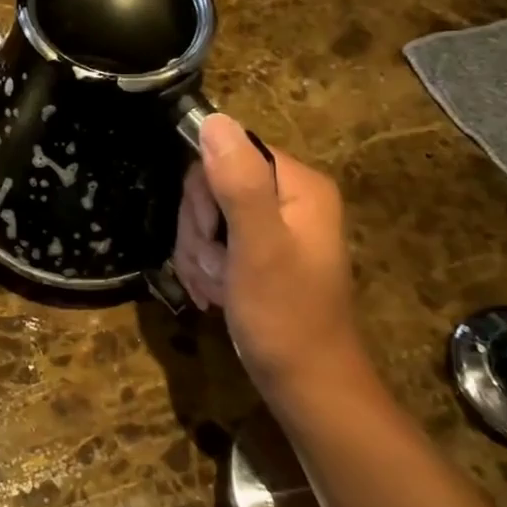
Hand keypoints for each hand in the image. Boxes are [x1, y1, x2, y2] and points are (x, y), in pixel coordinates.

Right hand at [173, 115, 373, 407]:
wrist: (307, 387)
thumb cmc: (285, 317)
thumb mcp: (257, 247)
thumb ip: (237, 182)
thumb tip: (213, 120)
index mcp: (297, 185)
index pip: (227, 153)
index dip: (205, 193)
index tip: (210, 234)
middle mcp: (288, 198)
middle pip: (212, 185)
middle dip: (200, 230)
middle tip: (215, 267)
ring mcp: (273, 227)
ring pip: (206, 217)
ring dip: (199, 255)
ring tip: (217, 288)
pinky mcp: (259, 253)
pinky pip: (214, 243)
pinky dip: (205, 268)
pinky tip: (215, 295)